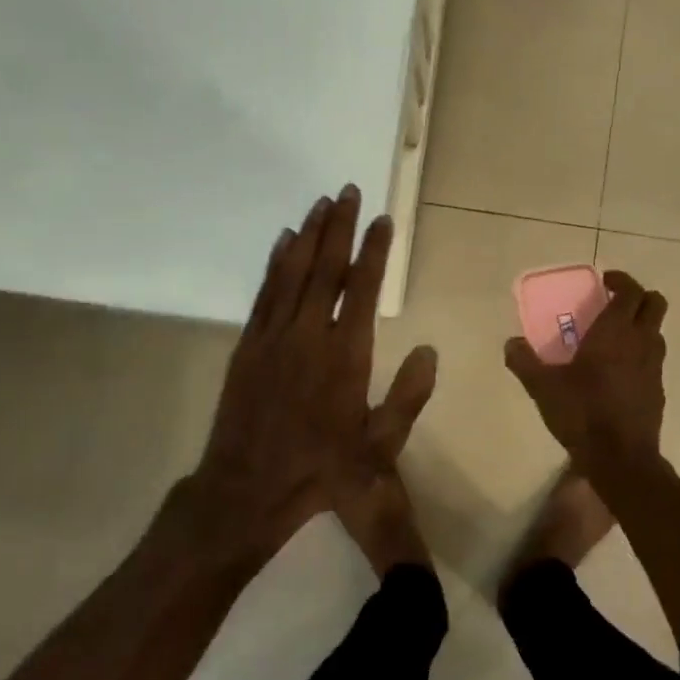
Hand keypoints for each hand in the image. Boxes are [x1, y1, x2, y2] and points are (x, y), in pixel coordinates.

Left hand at [186, 186, 431, 560]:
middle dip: (340, 226)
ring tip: (321, 203)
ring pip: (294, 272)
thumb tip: (430, 350)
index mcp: (346, 355)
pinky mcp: (248, 344)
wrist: (249, 488)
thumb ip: (408, 397)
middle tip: (348, 190)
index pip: (364, 288)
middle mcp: (310, 334)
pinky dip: (276, 262)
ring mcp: (274, 336)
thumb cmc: (323, 470)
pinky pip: (265, 292)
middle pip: (327, 268)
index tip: (382, 219)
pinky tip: (284, 240)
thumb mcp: (379, 446)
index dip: (374, 250)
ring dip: (309, 234)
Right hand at [505, 271, 666, 462]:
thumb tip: (511, 343)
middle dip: (638, 297)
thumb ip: (524, 362)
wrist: (621, 459)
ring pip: (657, 332)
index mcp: (615, 332)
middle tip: (612, 303)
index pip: (631, 291)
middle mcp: (641, 342)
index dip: (621, 280)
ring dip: (641, 326)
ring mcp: (655, 367)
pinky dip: (641, 355)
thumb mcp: (543, 387)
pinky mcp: (658, 390)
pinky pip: (654, 360)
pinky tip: (617, 373)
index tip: (604, 282)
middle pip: (655, 303)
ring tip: (613, 338)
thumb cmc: (582, 413)